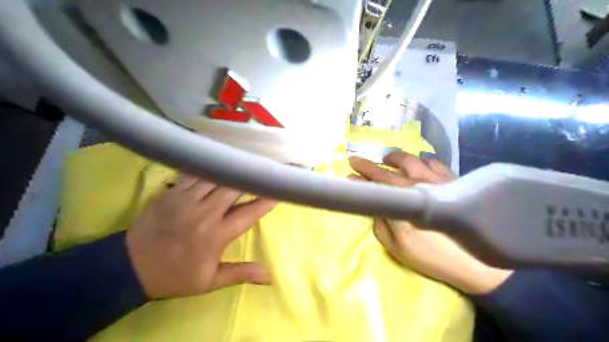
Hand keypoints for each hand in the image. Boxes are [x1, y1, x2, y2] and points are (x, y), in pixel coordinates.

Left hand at [126, 173, 277, 298]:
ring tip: (247, 161)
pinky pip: (195, 173)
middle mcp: (204, 213)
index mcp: (216, 235)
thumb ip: (241, 273)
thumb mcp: (209, 280)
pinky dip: (210, 167)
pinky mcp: (172, 192)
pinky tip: (219, 160)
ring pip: (216, 176)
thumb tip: (268, 276)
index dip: (267, 200)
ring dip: (233, 169)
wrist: (130, 266)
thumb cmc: (175, 275)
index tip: (280, 190)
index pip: (249, 212)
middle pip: (234, 187)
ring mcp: (186, 199)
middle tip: (265, 169)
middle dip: (252, 177)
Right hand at [350, 153, 510, 293]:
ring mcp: (435, 180)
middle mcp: (416, 185)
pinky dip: (422, 159)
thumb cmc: (433, 256)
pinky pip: (434, 162)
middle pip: (387, 171)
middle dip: (367, 165)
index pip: (374, 186)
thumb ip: (381, 225)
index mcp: (400, 201)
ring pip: (410, 160)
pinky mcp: (452, 180)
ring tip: (387, 159)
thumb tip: (376, 208)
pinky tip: (419, 162)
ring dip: (394, 158)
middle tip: (355, 160)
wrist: (477, 262)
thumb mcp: (397, 247)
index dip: (360, 179)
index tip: (349, 174)